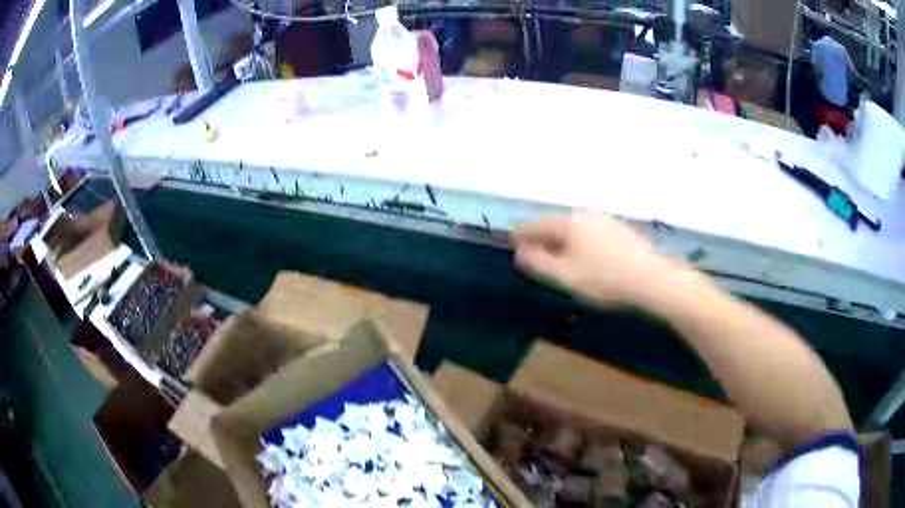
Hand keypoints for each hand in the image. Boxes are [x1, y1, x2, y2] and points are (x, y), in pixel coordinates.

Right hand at [512, 212, 673, 306]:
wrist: (651, 279)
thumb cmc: (604, 279)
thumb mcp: (564, 276)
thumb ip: (538, 263)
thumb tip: (520, 252)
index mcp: (568, 223)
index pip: (536, 226)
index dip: (521, 236)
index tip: (512, 242)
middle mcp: (586, 215)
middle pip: (556, 225)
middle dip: (543, 238)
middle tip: (535, 254)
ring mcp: (606, 220)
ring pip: (576, 229)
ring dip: (563, 241)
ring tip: (560, 258)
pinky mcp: (621, 230)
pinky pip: (592, 233)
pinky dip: (582, 243)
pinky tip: (588, 257)